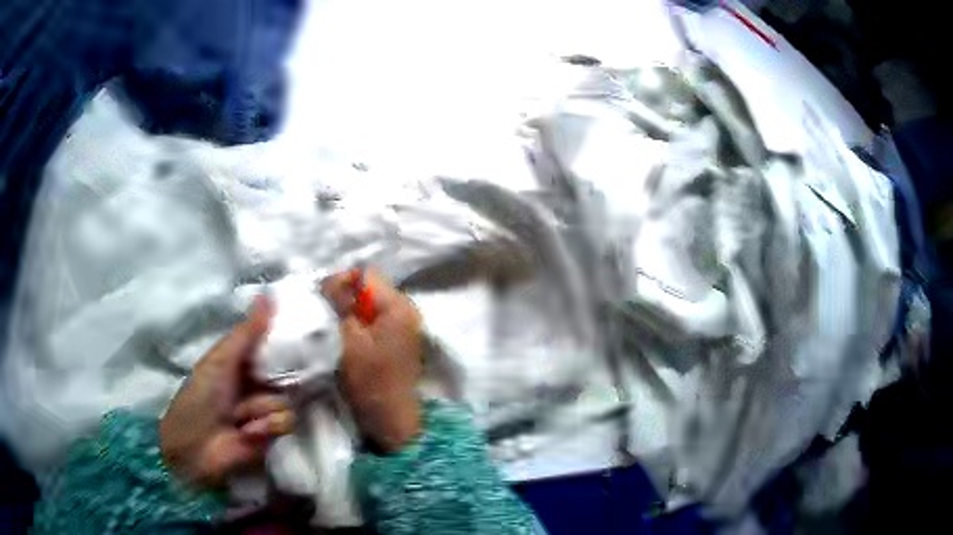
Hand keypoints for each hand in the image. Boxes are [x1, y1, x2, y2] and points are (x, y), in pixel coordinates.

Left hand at [160, 297, 294, 487]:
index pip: (275, 347)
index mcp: (244, 362)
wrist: (195, 446)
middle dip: (277, 379)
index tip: (302, 335)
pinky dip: (266, 426)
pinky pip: (286, 422)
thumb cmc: (201, 397)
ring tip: (240, 417)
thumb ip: (247, 333)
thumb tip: (268, 294)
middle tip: (261, 381)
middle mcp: (259, 384)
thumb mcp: (221, 360)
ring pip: (287, 400)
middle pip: (288, 374)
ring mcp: (266, 411)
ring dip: (262, 407)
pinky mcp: (274, 435)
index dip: (287, 343)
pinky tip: (248, 431)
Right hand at [322, 269, 422, 452]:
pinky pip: (372, 319)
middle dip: (342, 297)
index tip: (320, 301)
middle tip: (322, 314)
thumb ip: (340, 306)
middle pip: (367, 288)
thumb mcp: (348, 341)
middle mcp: (406, 309)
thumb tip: (331, 280)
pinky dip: (356, 323)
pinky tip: (343, 337)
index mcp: (398, 306)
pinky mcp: (397, 339)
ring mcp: (403, 325)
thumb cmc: (370, 382)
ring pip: (368, 304)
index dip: (339, 282)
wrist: (392, 421)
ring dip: (347, 311)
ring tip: (330, 326)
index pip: (364, 274)